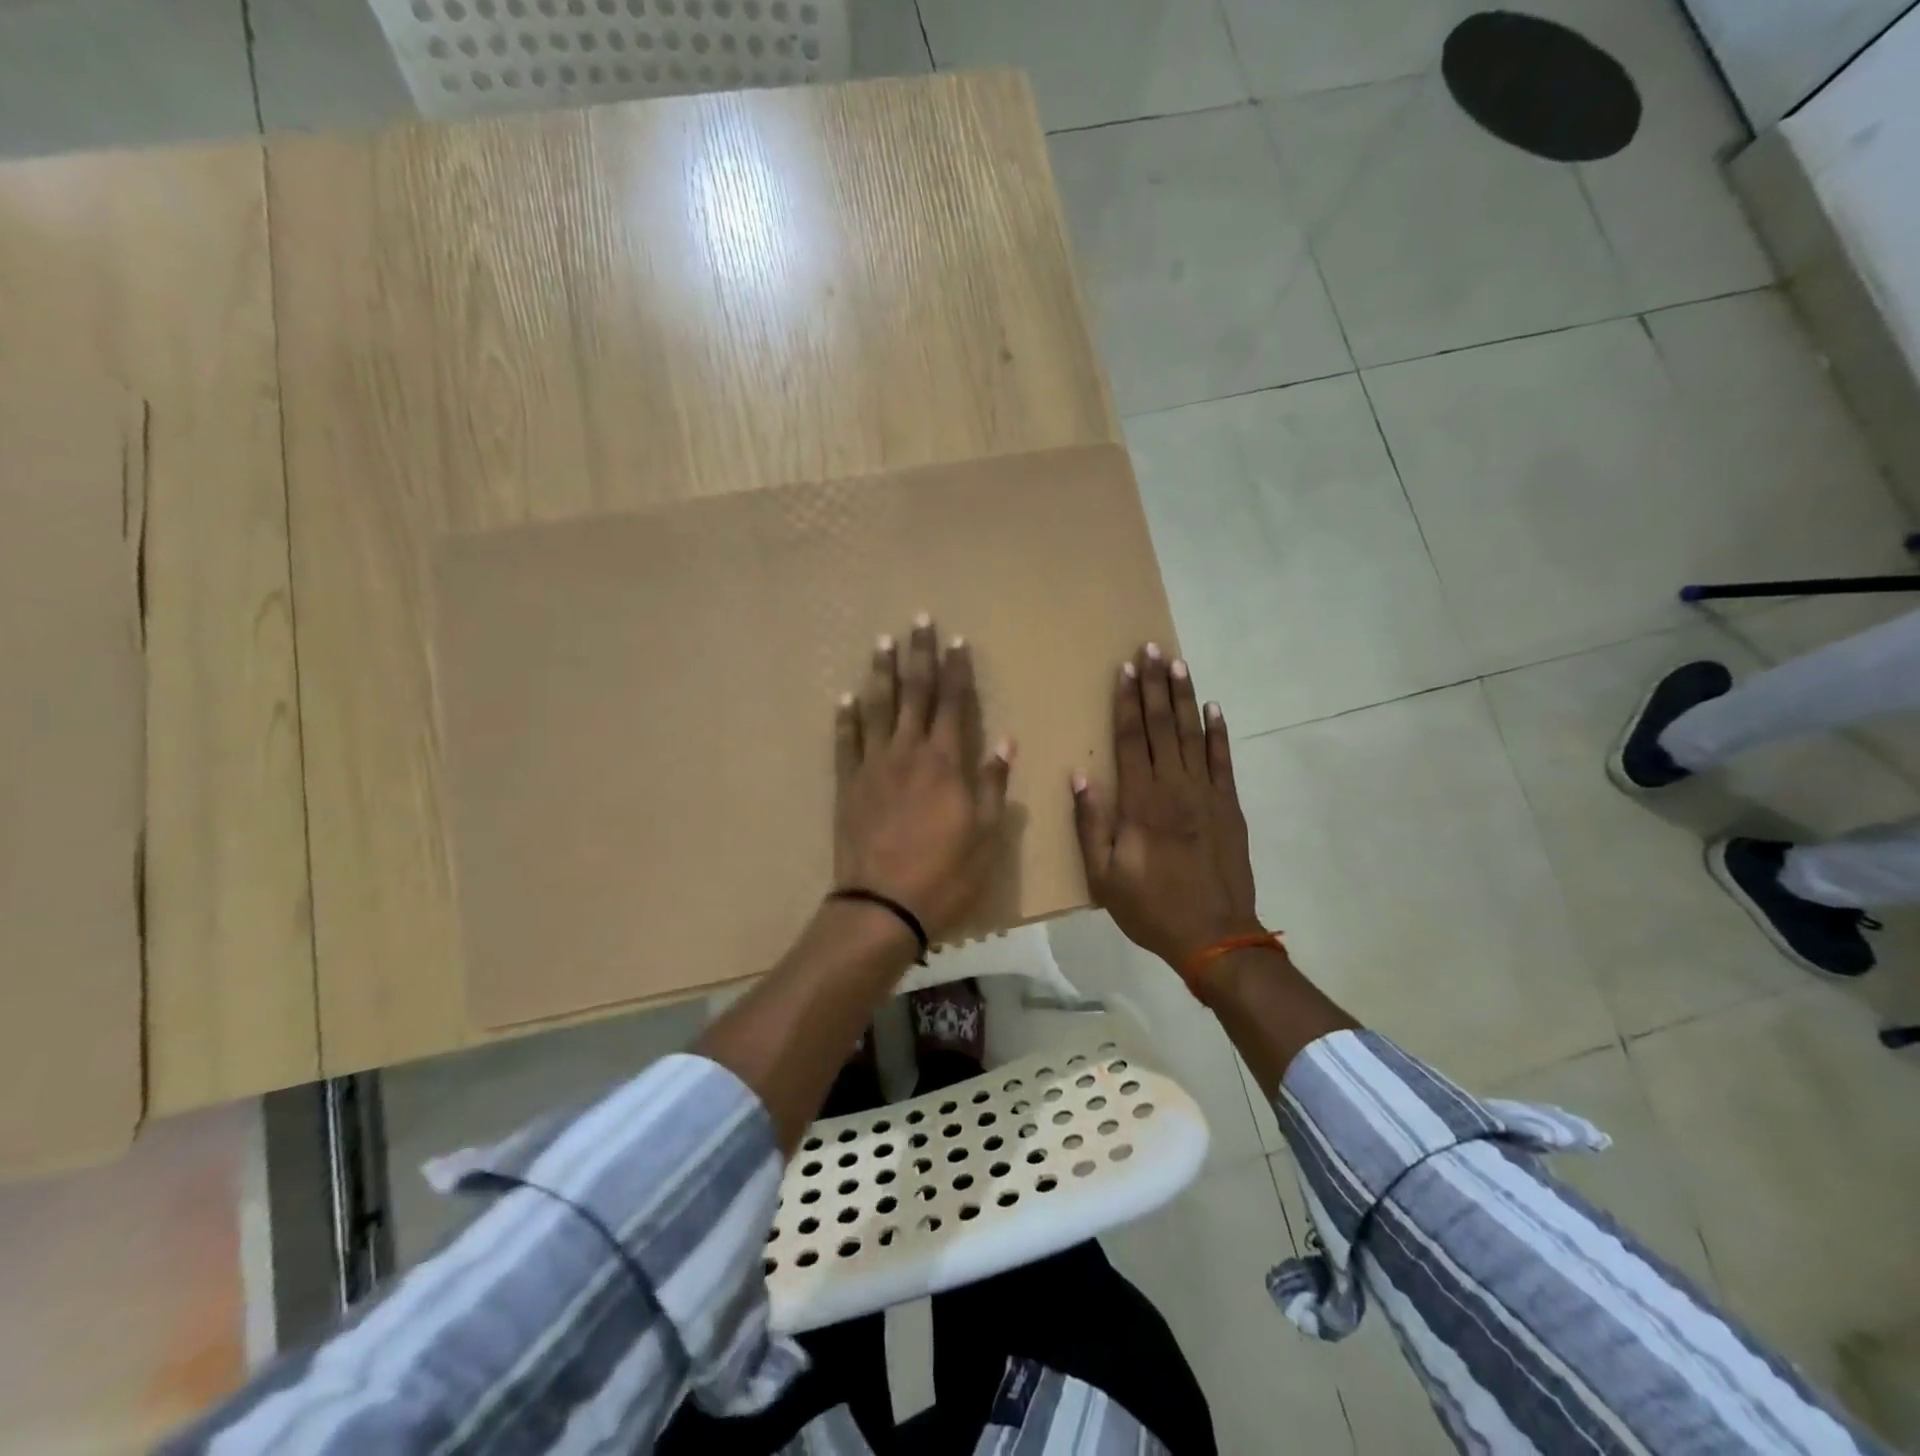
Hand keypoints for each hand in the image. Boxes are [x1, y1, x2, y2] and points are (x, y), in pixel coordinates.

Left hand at [834, 616, 1012, 938]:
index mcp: (946, 762)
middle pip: (914, 693)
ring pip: (878, 708)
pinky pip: (846, 742)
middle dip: (919, 656)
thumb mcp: (985, 835)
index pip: (954, 703)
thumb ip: (992, 784)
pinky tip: (847, 697)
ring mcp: (874, 766)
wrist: (882, 905)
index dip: (957, 670)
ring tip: (882, 643)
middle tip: (919, 622)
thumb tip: (1005, 741)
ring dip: (882, 673)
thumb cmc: (945, 874)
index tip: (957, 640)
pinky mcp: (848, 784)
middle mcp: (908, 752)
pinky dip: (847, 717)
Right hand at [1072, 644, 1263, 968]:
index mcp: (1140, 803)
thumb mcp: (1104, 876)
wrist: (1216, 936)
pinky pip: (1223, 761)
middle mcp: (1174, 788)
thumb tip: (1081, 776)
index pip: (1131, 740)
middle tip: (1152, 649)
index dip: (1127, 702)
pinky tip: (1214, 709)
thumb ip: (1091, 824)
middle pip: (1163, 726)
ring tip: (1179, 664)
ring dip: (1185, 698)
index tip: (1126, 669)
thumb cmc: (1151, 908)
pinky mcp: (1230, 806)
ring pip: (1193, 735)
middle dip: (1156, 685)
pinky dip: (1219, 733)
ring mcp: (1207, 794)